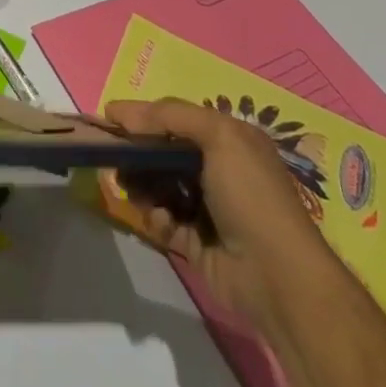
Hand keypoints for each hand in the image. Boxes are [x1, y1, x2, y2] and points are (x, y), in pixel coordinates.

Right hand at [100, 96, 328, 325]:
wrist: (277, 276)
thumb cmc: (250, 195)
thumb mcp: (218, 136)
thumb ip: (169, 116)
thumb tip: (120, 110)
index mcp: (230, 139)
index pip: (177, 118)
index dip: (144, 115)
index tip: (109, 117)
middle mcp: (219, 169)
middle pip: (164, 152)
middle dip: (138, 152)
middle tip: (114, 157)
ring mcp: (207, 207)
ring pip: (159, 185)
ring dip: (141, 184)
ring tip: (131, 188)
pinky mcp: (196, 241)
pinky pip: (164, 220)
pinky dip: (155, 217)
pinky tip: (158, 219)